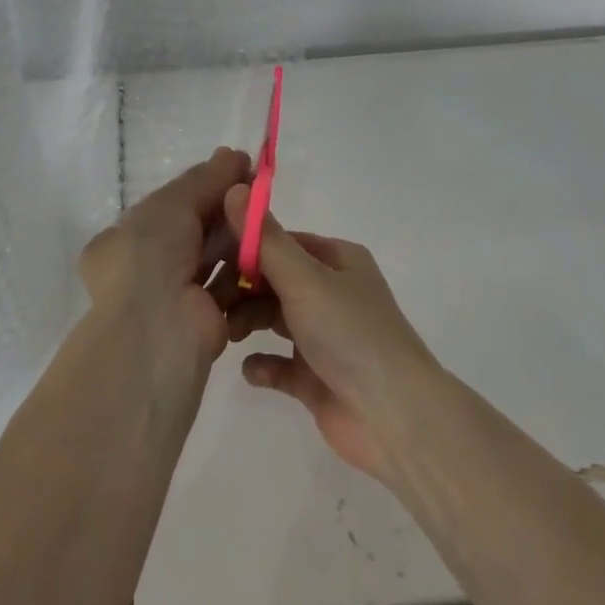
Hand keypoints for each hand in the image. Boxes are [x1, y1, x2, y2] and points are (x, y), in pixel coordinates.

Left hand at [77, 148, 251, 394]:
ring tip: (267, 216)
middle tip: (260, 189)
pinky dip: (247, 269)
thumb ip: (204, 179)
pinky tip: (268, 249)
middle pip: (195, 230)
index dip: (204, 186)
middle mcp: (146, 268)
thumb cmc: (151, 255)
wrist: (157, 327)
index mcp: (125, 240)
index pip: (170, 206)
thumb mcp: (172, 204)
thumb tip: (232, 154)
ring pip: (214, 257)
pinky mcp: (206, 319)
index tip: (239, 170)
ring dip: (239, 237)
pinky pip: (230, 286)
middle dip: (225, 210)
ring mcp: (175, 296)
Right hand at [223, 187, 438, 482]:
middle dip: (242, 290)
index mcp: (337, 260)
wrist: (395, 417)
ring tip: (227, 336)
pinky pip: (279, 364)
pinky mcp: (316, 377)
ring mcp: (325, 337)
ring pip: (274, 320)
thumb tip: (234, 187)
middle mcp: (332, 293)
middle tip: (212, 304)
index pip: (281, 243)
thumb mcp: (305, 279)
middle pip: (274, 281)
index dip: (246, 249)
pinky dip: (263, 364)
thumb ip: (265, 239)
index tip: (210, 261)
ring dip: (248, 323)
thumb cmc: (350, 333)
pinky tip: (251, 370)